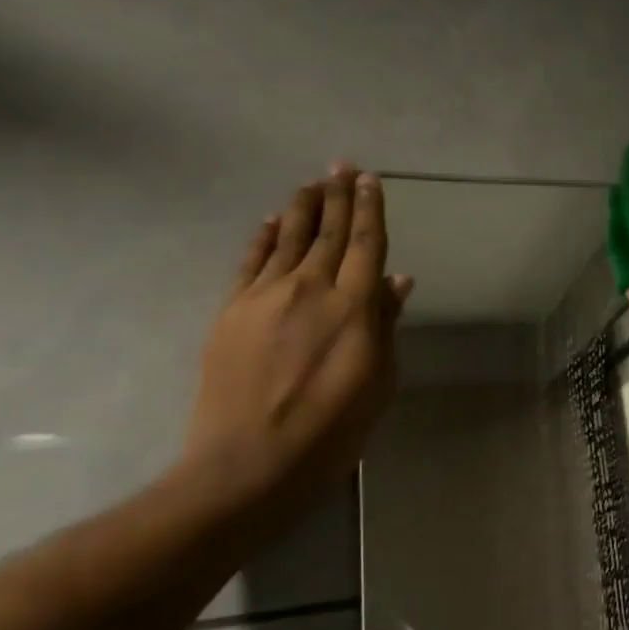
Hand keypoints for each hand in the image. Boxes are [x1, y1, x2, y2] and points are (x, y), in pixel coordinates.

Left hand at [185, 163, 412, 493]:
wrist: (248, 464)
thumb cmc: (331, 431)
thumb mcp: (378, 382)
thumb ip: (386, 325)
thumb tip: (397, 279)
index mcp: (353, 307)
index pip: (366, 243)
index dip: (370, 209)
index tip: (371, 180)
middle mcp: (310, 288)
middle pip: (329, 232)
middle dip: (338, 196)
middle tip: (342, 165)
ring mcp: (265, 297)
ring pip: (289, 239)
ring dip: (303, 208)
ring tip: (313, 183)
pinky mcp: (231, 311)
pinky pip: (251, 262)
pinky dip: (265, 237)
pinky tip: (274, 220)